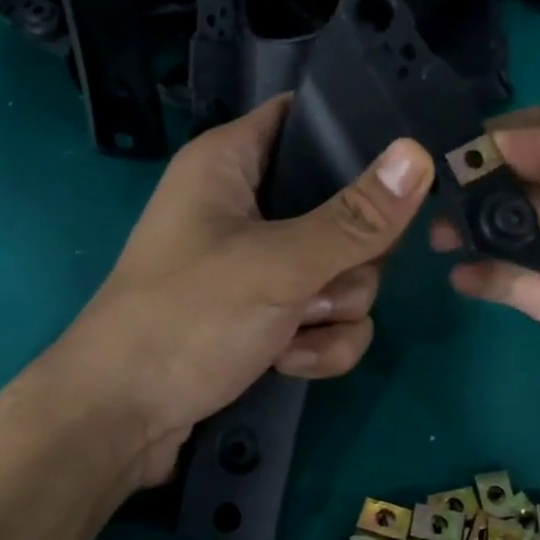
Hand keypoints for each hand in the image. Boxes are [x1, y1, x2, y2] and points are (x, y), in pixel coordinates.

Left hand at [46, 97, 433, 490]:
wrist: (121, 420)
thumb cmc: (186, 319)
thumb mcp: (279, 265)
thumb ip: (355, 218)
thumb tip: (418, 155)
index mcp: (230, 163)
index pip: (305, 120)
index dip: (354, 137)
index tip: (400, 167)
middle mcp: (244, 207)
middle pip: (342, 210)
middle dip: (348, 260)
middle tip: (320, 282)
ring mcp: (257, 266)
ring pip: (343, 272)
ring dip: (331, 312)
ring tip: (291, 332)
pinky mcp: (264, 317)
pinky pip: (325, 318)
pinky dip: (317, 344)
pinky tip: (287, 362)